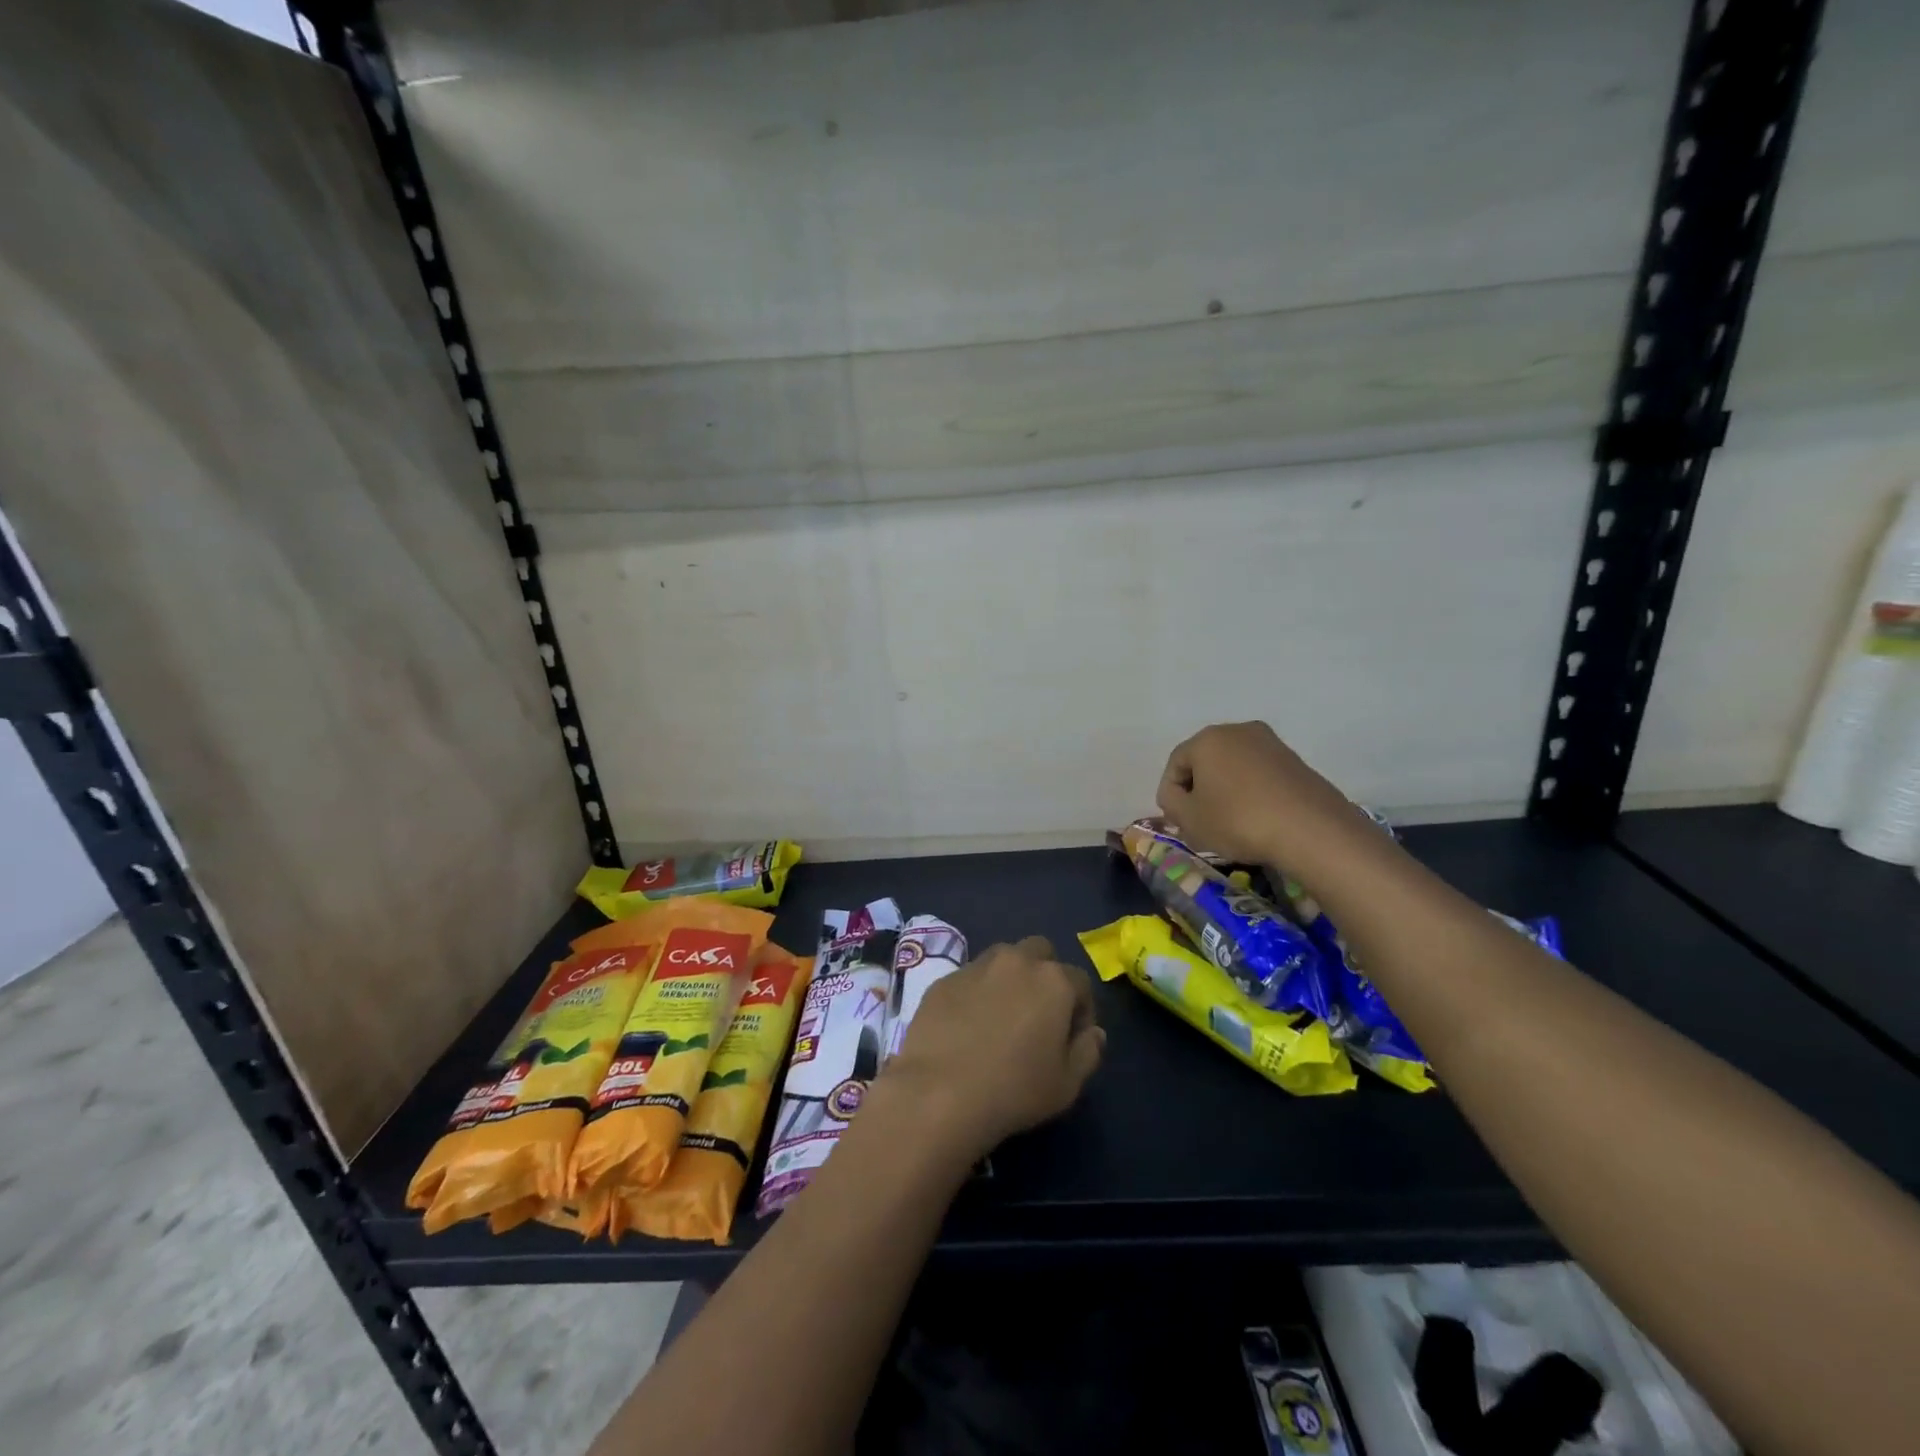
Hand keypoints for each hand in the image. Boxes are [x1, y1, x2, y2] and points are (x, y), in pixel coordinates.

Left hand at [882, 937, 1103, 1161]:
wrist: (940, 1092)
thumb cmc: (1014, 1090)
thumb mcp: (1067, 1084)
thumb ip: (1088, 1051)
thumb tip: (1093, 1032)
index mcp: (1054, 981)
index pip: (1080, 982)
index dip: (1082, 1010)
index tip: (1073, 1038)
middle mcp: (1017, 961)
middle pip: (1041, 952)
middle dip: (1046, 975)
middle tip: (1038, 1014)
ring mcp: (977, 966)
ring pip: (1003, 957)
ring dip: (1010, 977)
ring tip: (1002, 1015)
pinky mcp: (945, 979)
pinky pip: (970, 977)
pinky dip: (977, 992)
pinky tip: (968, 1024)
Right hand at [1156, 721, 1363, 865]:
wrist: (1312, 830)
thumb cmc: (1239, 820)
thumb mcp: (1189, 819)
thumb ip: (1171, 804)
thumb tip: (1176, 796)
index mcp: (1207, 738)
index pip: (1175, 764)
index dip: (1170, 795)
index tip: (1178, 822)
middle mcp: (1238, 730)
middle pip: (1205, 761)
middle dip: (1198, 791)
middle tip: (1200, 822)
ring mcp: (1271, 743)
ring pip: (1234, 768)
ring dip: (1226, 792)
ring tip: (1229, 824)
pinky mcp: (1295, 761)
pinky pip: (1260, 775)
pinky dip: (1251, 793)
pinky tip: (1256, 820)